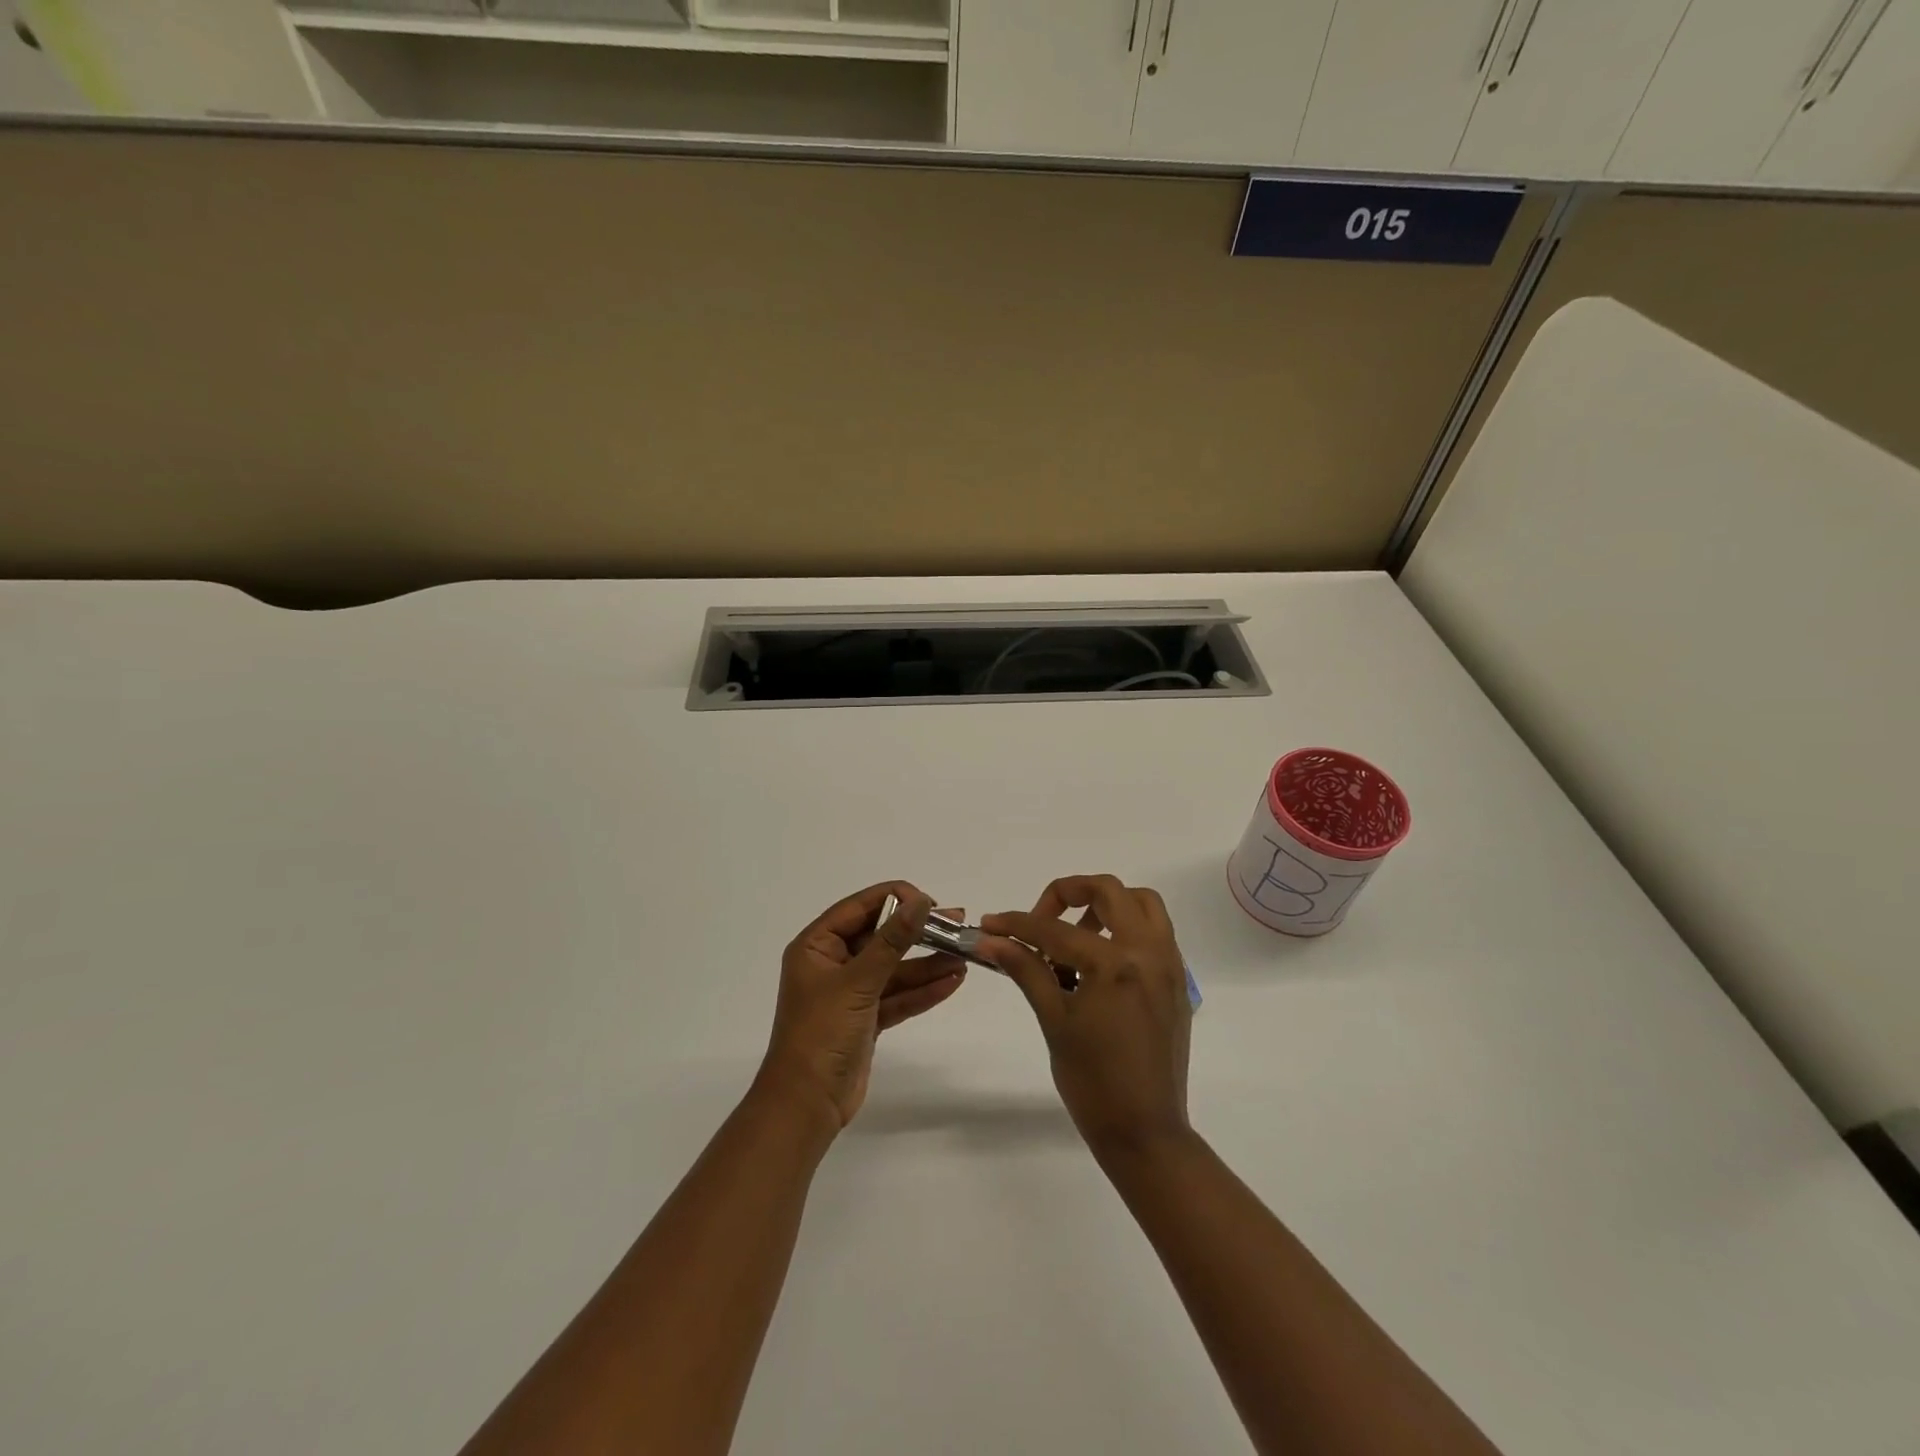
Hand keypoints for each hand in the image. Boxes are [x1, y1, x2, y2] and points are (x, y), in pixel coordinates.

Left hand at [758, 883, 965, 1130]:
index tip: (929, 901)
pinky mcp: (866, 1019)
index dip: (894, 898)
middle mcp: (832, 964)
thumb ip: (892, 941)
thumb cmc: (822, 1033)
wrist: (807, 1105)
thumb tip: (920, 901)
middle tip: (957, 923)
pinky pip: (897, 996)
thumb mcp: (858, 982)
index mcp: (816, 946)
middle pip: (880, 937)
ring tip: (964, 956)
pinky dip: (922, 991)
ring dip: (927, 964)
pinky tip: (952, 982)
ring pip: (894, 969)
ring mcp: (850, 993)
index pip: (858, 908)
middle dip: (918, 932)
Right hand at [978, 875, 1192, 1160]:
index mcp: (1116, 964)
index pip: (1056, 929)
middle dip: (1068, 893)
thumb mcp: (1054, 1021)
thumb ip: (1026, 970)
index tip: (989, 925)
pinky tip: (1100, 961)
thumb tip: (990, 940)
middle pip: (1109, 890)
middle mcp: (1149, 952)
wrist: (1146, 1133)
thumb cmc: (1093, 1083)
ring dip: (1106, 905)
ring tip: (1075, 937)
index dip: (1017, 924)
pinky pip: (1156, 931)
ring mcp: (1170, 965)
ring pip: (1141, 903)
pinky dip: (1127, 928)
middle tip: (1041, 919)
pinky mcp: (1177, 981)